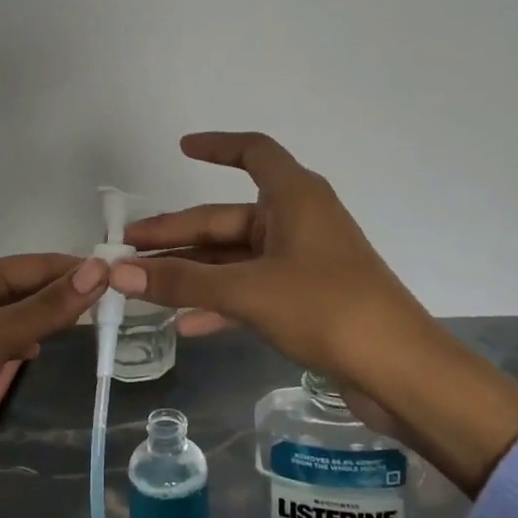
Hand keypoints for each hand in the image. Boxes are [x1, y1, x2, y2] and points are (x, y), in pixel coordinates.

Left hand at [0, 254, 110, 504]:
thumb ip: (44, 308)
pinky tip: (50, 350)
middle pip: (30, 290)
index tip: (126, 276)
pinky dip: (32, 344)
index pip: (36, 265)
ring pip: (23, 319)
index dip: (78, 269)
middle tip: (124, 303)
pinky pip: (10, 347)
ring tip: (102, 322)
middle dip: (70, 294)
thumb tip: (98, 271)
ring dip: (54, 319)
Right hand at [111, 133, 517, 493]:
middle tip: (128, 249)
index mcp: (294, 197)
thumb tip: (117, 272)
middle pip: (226, 218)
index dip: (217, 146)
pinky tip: (184, 325)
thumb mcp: (248, 292)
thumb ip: (182, 282)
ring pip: (234, 258)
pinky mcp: (305, 298)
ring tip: (143, 287)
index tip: (181, 148)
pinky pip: (250, 289)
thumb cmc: (327, 308)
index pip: (253, 153)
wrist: (400, 370)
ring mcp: (302, 261)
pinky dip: (219, 301)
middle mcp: (298, 220)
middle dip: (178, 234)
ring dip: (192, 272)